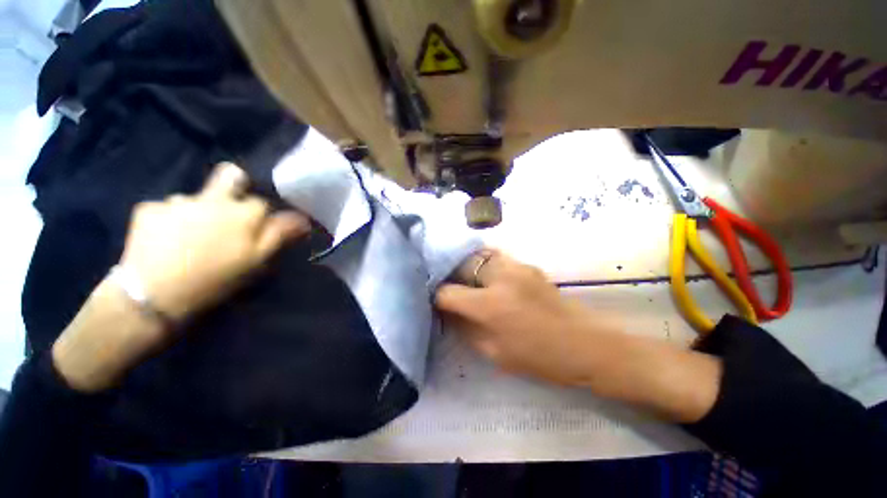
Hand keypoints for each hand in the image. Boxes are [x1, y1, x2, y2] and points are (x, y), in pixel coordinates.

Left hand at [120, 162, 309, 319]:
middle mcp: (212, 198)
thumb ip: (279, 235)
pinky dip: (171, 219)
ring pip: (197, 197)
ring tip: (192, 236)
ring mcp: (177, 201)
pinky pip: (167, 208)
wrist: (153, 296)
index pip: (262, 202)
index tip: (258, 230)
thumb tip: (303, 218)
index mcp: (242, 213)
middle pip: (231, 176)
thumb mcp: (256, 261)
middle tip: (230, 210)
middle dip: (236, 185)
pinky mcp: (148, 209)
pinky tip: (167, 239)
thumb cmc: (215, 279)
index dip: (262, 215)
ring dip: (199, 210)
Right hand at [435, 250, 616, 385]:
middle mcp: (499, 276)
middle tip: (449, 289)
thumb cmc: (538, 357)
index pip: (447, 292)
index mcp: (489, 304)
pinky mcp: (527, 264)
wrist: (585, 344)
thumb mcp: (494, 352)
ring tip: (466, 281)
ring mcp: (516, 265)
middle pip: (460, 265)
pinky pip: (496, 258)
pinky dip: (485, 266)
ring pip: (478, 256)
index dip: (436, 298)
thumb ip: (465, 328)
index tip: (436, 304)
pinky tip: (488, 279)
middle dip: (450, 276)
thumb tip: (447, 312)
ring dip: (467, 268)